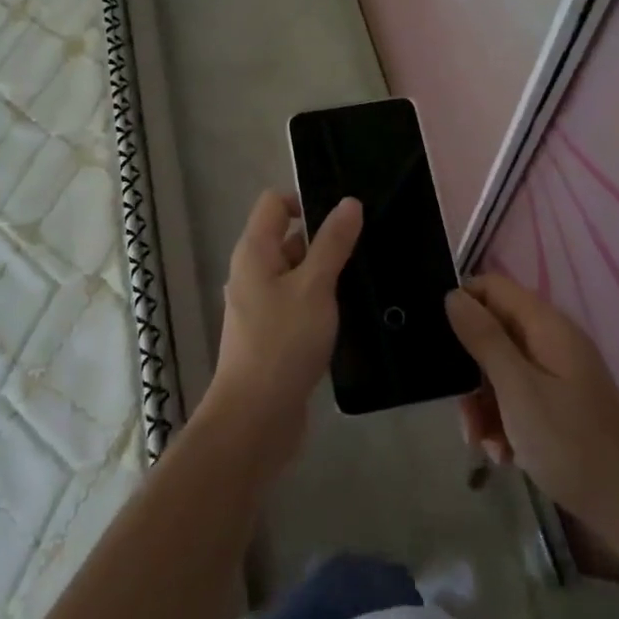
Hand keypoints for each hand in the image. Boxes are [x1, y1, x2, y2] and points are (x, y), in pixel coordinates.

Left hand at [202, 190, 361, 470]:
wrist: (256, 418)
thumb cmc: (283, 342)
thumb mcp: (315, 286)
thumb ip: (333, 243)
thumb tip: (349, 202)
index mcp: (254, 251)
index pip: (275, 202)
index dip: (306, 199)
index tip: (345, 216)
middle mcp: (252, 272)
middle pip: (287, 237)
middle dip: (324, 238)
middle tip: (366, 245)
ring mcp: (260, 304)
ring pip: (296, 272)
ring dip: (325, 272)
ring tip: (365, 276)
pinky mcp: (272, 333)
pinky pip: (298, 301)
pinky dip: (319, 300)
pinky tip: (348, 312)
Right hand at [446, 273, 618, 545]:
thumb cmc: (571, 443)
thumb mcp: (518, 389)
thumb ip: (484, 339)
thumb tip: (453, 295)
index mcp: (546, 326)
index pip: (492, 287)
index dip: (462, 303)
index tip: (436, 339)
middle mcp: (551, 342)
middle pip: (493, 332)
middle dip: (469, 369)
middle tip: (460, 408)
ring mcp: (556, 375)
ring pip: (500, 371)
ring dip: (483, 404)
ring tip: (481, 442)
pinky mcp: (558, 406)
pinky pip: (516, 399)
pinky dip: (503, 422)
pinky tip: (502, 454)